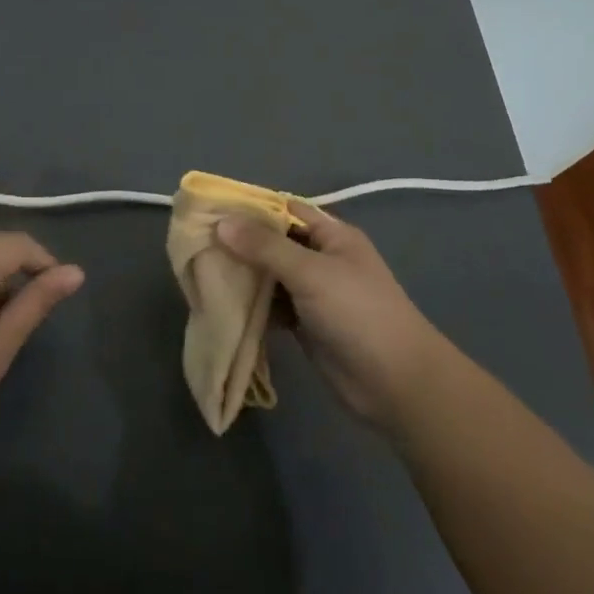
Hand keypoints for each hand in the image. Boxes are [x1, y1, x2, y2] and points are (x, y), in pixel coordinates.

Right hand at [216, 200, 439, 433]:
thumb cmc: (358, 313)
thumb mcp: (311, 272)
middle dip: (240, 244)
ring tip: (202, 273)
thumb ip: (265, 247)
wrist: (396, 385)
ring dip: (243, 276)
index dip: (250, 209)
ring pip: (270, 276)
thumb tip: (221, 223)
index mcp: (331, 235)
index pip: (284, 210)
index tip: (210, 211)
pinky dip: (252, 306)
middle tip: (197, 244)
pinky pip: (272, 306)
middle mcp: (321, 259)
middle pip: (273, 243)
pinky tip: (224, 305)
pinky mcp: (305, 324)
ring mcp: (314, 293)